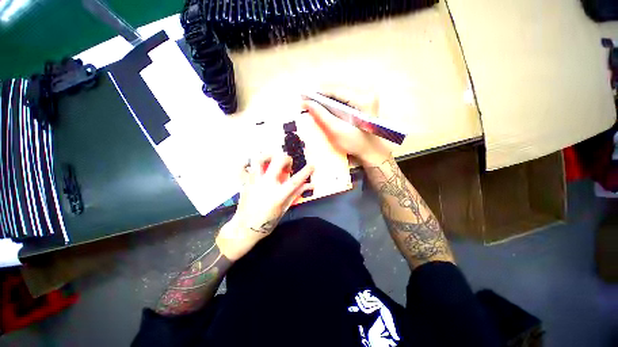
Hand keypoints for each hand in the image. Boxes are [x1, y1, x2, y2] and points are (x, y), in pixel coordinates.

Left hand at [216, 152, 313, 260]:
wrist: (244, 229)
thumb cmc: (267, 222)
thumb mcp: (284, 209)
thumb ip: (296, 194)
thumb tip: (310, 185)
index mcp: (278, 195)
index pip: (295, 180)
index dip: (306, 171)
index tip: (312, 165)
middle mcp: (266, 185)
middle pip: (278, 162)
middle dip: (286, 159)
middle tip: (287, 166)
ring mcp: (254, 182)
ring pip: (259, 159)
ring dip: (268, 156)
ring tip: (272, 160)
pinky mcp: (244, 182)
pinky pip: (242, 167)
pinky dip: (246, 163)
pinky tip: (252, 164)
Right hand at [301, 87, 391, 166]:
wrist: (372, 150)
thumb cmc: (356, 144)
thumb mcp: (337, 131)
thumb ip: (322, 115)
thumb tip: (307, 103)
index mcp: (363, 99)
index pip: (337, 90)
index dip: (318, 92)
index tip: (303, 95)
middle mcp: (367, 92)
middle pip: (338, 88)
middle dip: (321, 94)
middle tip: (305, 100)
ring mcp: (366, 95)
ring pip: (340, 91)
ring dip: (325, 97)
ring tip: (312, 102)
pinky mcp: (364, 100)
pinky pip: (344, 96)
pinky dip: (333, 100)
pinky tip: (324, 105)